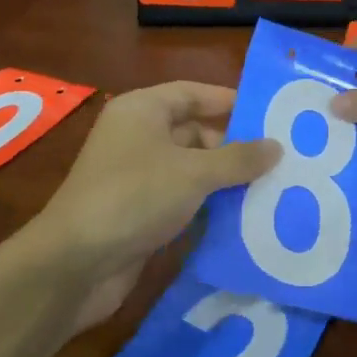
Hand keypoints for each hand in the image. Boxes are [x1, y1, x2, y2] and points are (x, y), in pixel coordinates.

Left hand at [28, 82, 279, 330]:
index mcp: (142, 111)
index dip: (230, 101)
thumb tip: (276, 147)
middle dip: (234, 146)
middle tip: (280, 159)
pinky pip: (183, 199)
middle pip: (194, 131)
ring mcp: (137, 176)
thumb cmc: (135, 197)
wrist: (76, 263)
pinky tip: (244, 216)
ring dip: (225, 179)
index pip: (193, 93)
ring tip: (273, 187)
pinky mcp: (140, 211)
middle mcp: (137, 137)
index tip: (270, 116)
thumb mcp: (193, 173)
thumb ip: (238, 159)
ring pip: (191, 169)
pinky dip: (209, 205)